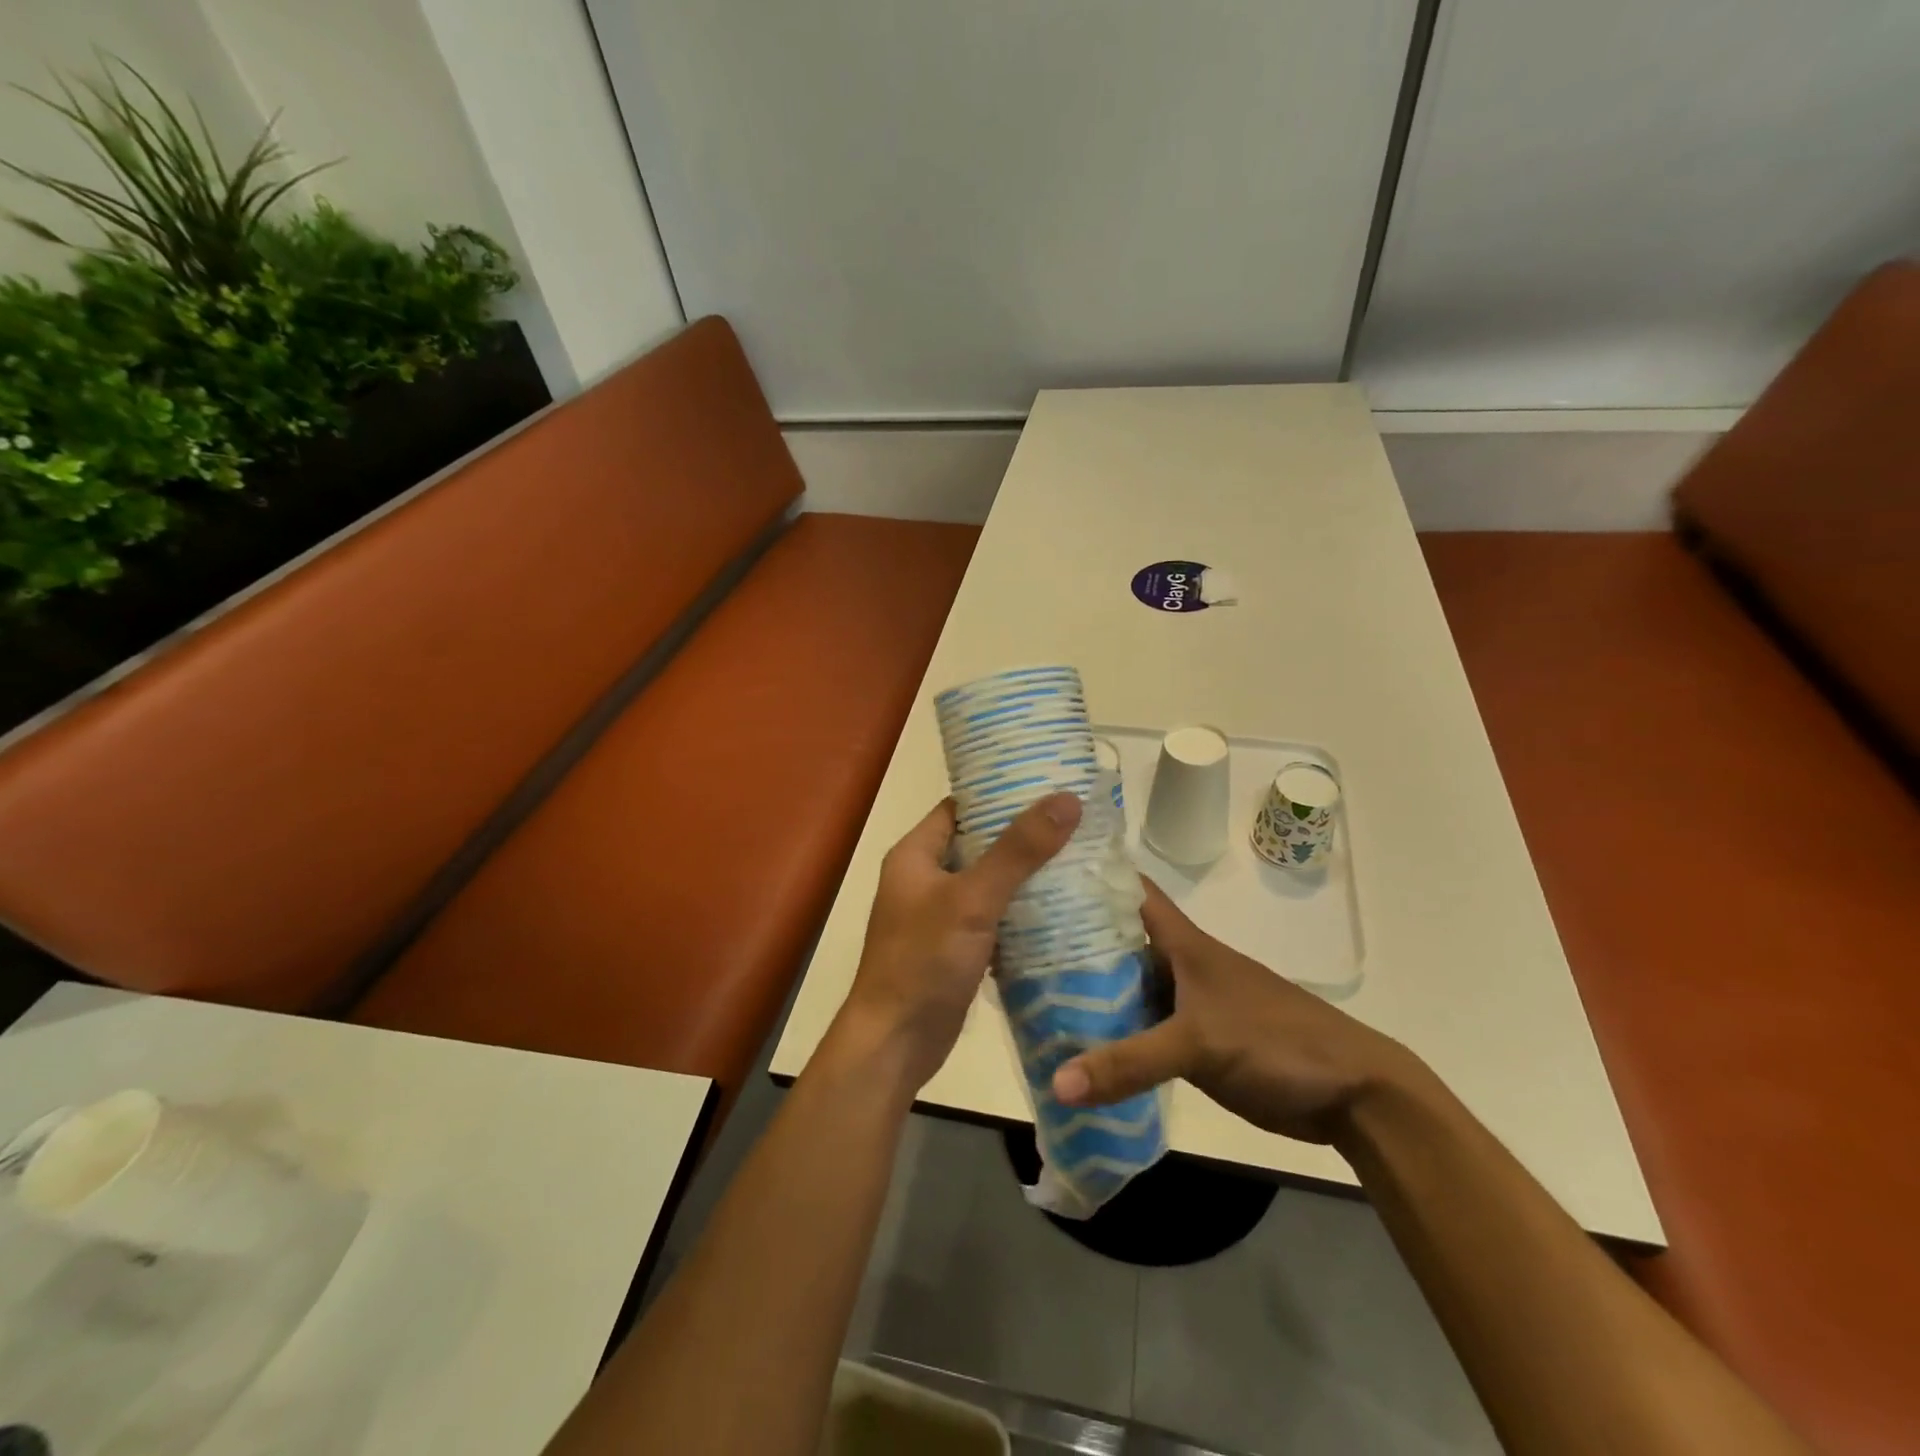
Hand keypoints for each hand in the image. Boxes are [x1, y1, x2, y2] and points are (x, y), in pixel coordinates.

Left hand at [839, 793, 1081, 1090]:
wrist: (895, 1044)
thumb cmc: (924, 960)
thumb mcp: (972, 899)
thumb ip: (1018, 850)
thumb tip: (1066, 799)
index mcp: (915, 855)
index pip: (961, 808)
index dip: (1001, 795)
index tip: (1049, 787)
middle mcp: (924, 879)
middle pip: (980, 845)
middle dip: (1023, 837)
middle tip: (1076, 825)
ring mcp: (939, 916)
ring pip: (990, 883)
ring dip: (1026, 876)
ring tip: (1080, 860)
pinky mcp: (956, 948)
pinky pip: (993, 917)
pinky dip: (1021, 912)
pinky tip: (1063, 909)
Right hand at [1051, 879, 1420, 1144]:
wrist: (1350, 1092)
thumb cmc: (1275, 1040)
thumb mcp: (1199, 1043)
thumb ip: (1129, 1061)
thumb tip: (1056, 1083)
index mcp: (1181, 942)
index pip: (1130, 889)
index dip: (1090, 873)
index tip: (1038, 867)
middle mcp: (1176, 964)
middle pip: (1116, 940)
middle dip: (1071, 938)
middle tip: (1013, 940)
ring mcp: (1184, 1003)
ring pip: (1125, 987)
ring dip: (1087, 992)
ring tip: (1027, 993)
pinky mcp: (1192, 1042)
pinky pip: (1140, 1030)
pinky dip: (1111, 1035)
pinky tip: (1075, 1046)